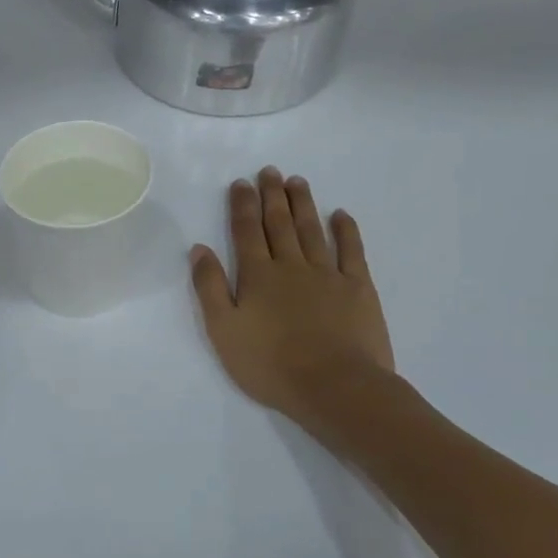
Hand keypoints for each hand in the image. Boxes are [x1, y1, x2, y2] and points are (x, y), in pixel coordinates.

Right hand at [190, 168, 395, 431]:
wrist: (334, 386)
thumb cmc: (270, 364)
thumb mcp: (224, 331)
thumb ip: (210, 288)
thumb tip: (199, 249)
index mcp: (257, 276)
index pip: (246, 231)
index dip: (242, 205)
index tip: (241, 183)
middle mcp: (291, 266)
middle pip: (279, 223)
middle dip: (272, 196)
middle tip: (270, 171)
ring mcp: (328, 274)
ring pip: (312, 230)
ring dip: (303, 204)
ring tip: (297, 182)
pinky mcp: (358, 288)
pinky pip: (352, 250)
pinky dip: (346, 230)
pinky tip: (340, 215)